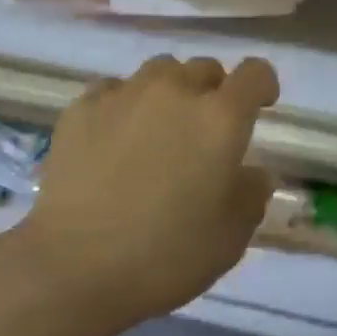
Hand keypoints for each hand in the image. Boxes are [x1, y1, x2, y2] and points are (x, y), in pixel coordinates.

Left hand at [10, 53, 279, 328]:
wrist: (74, 267)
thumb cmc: (166, 254)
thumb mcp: (231, 237)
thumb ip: (251, 194)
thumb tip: (254, 174)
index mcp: (220, 118)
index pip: (255, 73)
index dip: (263, 85)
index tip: (261, 106)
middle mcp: (175, 91)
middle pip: (205, 68)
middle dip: (213, 91)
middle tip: (204, 131)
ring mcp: (125, 94)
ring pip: (159, 71)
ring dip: (169, 91)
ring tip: (159, 127)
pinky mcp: (83, 108)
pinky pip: (114, 89)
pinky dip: (124, 104)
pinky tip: (115, 136)